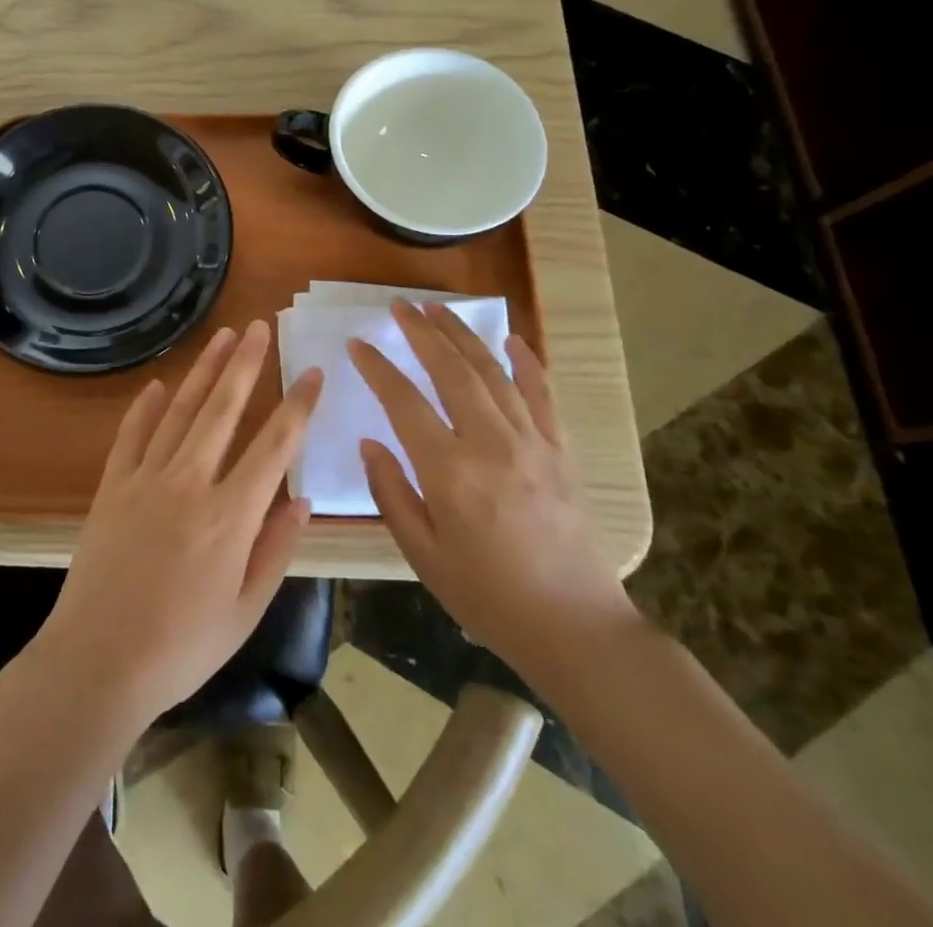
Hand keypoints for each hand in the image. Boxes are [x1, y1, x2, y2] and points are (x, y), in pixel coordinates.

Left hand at [36, 320, 323, 729]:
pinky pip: (132, 434)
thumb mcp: (246, 610)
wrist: (97, 662)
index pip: (275, 445)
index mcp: (231, 516)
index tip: (313, 372)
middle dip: (246, 363)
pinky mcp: (112, 485)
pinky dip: (147, 406)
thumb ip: (276, 549)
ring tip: (222, 337)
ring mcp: (146, 479)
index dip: (298, 405)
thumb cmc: (182, 647)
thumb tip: (303, 498)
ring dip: (203, 370)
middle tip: (260, 326)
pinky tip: (161, 384)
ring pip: (181, 410)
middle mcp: (190, 482)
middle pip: (223, 408)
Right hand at [350, 302, 636, 686]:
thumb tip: (370, 444)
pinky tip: (512, 339)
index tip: (357, 343)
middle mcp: (489, 443)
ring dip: (462, 336)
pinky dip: (527, 362)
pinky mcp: (559, 450)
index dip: (377, 368)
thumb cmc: (488, 597)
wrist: (575, 627)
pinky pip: (541, 394)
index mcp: (449, 472)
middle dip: (421, 332)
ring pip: (492, 372)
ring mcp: (530, 442)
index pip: (403, 402)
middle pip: (450, 371)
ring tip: (438, 309)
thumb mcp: (423, 555)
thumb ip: (391, 494)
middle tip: (399, 306)